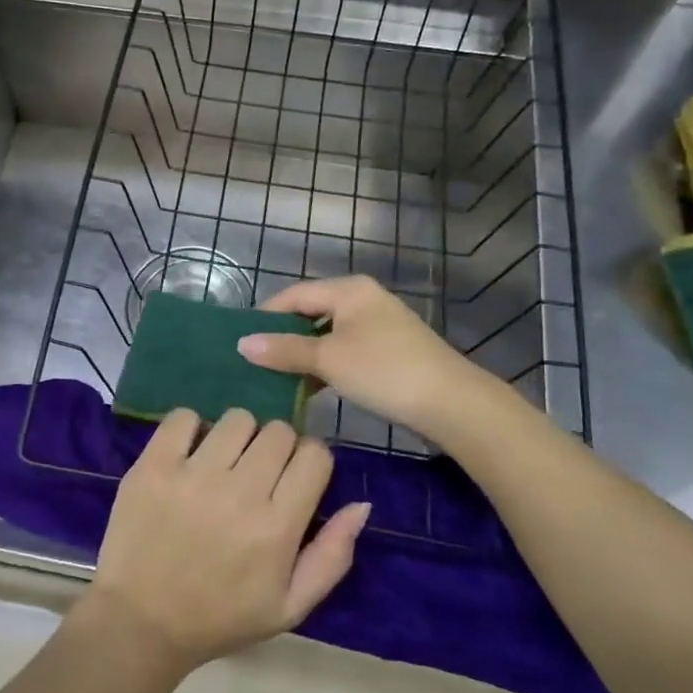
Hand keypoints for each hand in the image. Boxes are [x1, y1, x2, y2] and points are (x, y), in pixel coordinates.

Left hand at [86, 408, 370, 673]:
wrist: (140, 623)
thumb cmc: (220, 617)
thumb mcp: (289, 606)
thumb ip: (332, 556)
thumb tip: (361, 504)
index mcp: (277, 528)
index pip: (314, 455)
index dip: (309, 461)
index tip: (294, 477)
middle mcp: (239, 493)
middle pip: (278, 431)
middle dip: (276, 448)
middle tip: (257, 474)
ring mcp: (192, 475)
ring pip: (237, 418)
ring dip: (237, 436)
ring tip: (222, 464)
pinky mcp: (153, 465)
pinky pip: (183, 417)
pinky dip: (190, 428)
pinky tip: (188, 455)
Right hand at [237, 275, 502, 442]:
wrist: (451, 403)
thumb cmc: (384, 371)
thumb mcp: (328, 360)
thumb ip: (284, 350)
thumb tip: (241, 344)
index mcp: (349, 289)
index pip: (294, 295)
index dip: (265, 317)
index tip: (241, 342)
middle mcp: (363, 299)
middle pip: (311, 312)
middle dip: (283, 337)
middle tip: (255, 362)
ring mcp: (379, 325)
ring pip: (327, 334)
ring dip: (304, 355)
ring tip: (276, 378)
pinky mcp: (389, 350)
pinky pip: (345, 349)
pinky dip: (326, 365)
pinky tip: (310, 388)